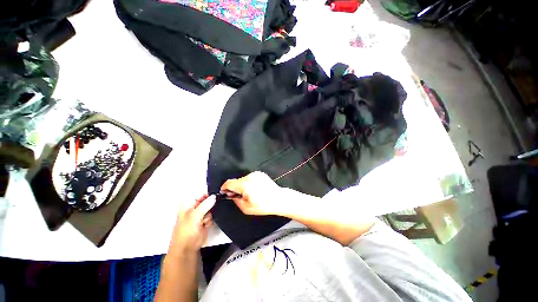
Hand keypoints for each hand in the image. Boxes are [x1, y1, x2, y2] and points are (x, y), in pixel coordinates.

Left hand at [169, 194, 215, 255]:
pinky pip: (212, 214)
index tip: (217, 194)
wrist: (187, 248)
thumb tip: (214, 196)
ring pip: (211, 207)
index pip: (201, 193)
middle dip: (211, 205)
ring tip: (205, 220)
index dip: (209, 193)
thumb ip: (205, 205)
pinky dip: (211, 219)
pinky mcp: (205, 220)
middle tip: (209, 211)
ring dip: (210, 213)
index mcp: (189, 204)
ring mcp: (200, 213)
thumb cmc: (186, 232)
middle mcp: (195, 207)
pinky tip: (206, 224)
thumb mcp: (194, 216)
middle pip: (208, 200)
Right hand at [220, 171, 286, 215]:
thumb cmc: (264, 205)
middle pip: (237, 181)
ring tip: (251, 193)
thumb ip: (236, 200)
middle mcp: (250, 177)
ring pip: (244, 179)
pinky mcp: (260, 174)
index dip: (224, 187)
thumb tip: (231, 195)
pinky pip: (251, 178)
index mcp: (245, 185)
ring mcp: (256, 174)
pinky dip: (250, 183)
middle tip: (240, 196)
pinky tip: (256, 189)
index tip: (224, 191)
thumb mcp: (246, 208)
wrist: (278, 199)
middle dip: (236, 188)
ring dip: (244, 185)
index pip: (229, 182)